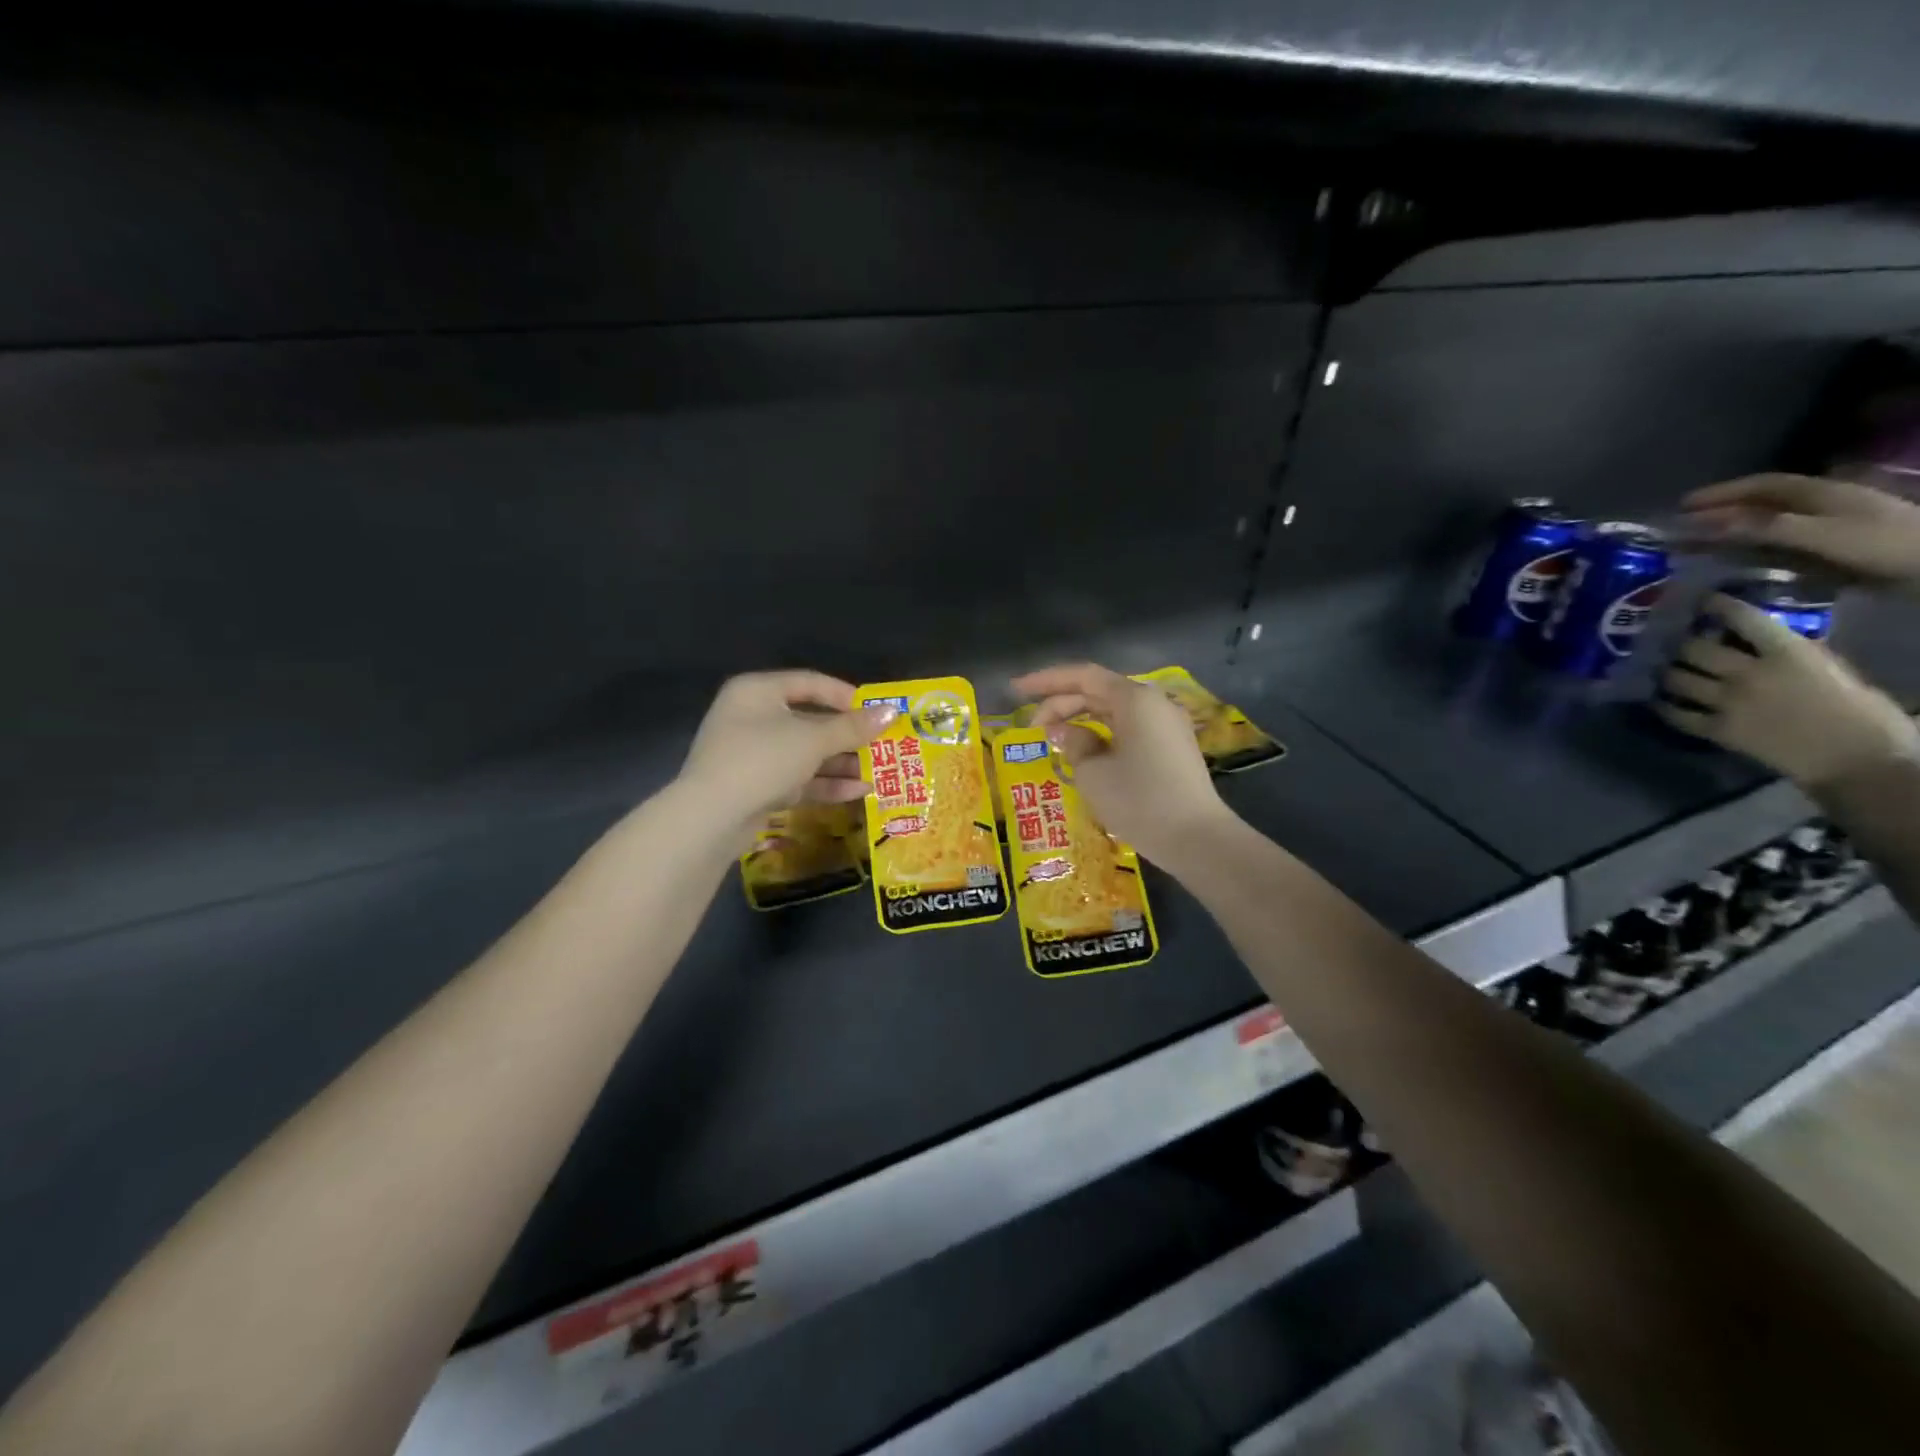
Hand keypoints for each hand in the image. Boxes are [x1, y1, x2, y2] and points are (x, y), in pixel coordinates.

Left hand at [678, 671, 897, 833]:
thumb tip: (892, 711)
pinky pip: (797, 778)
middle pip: (810, 721)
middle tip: (883, 745)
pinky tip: (860, 791)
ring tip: (879, 772)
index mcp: (758, 691)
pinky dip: (826, 783)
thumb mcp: (813, 740)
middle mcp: (752, 717)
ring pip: (805, 753)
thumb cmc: (762, 759)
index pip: (810, 682)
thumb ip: (853, 727)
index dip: (846, 695)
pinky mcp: (755, 786)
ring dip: (842, 763)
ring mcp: (752, 754)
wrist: (711, 817)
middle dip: (848, 736)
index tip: (877, 710)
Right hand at [1010, 662, 1231, 865]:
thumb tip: (1064, 731)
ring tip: (1053, 737)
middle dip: (1062, 703)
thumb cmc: (1139, 801)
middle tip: (1032, 727)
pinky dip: (1103, 733)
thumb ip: (1073, 743)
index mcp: (1134, 699)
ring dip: (1082, 718)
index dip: (1047, 681)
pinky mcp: (1172, 746)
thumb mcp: (1093, 773)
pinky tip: (1085, 749)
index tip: (1017, 690)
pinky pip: (1130, 727)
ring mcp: (1167, 724)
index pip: (1083, 676)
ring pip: (1115, 710)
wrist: (1196, 839)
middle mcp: (1153, 703)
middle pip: (1099, 691)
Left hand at [1655, 596, 1919, 788]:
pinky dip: (1664, 706)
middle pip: (1694, 649)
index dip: (1716, 606)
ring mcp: (1727, 703)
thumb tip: (1762, 639)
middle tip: (1673, 641)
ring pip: (1676, 679)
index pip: (1742, 619)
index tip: (1701, 601)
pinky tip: (1660, 700)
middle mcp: (1748, 674)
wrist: (1858, 758)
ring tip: (1662, 668)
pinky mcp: (1716, 729)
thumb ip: (1796, 652)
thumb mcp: (1834, 668)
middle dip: (1681, 642)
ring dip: (1667, 672)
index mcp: (1787, 654)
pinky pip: (1676, 714)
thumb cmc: (1861, 711)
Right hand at [1680, 473, 1919, 588]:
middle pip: (1761, 505)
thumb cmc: (1882, 545)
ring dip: (1730, 533)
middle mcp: (1820, 506)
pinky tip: (1734, 561)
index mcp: (1820, 493)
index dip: (1721, 493)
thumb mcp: (1821, 535)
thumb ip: (1764, 528)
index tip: (1681, 506)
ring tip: (1695, 546)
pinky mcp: (1831, 550)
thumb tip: (1705, 523)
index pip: (1762, 485)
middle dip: (1718, 514)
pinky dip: (1750, 549)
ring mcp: (1827, 528)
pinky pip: (1779, 545)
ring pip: (1767, 526)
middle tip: (1678, 528)